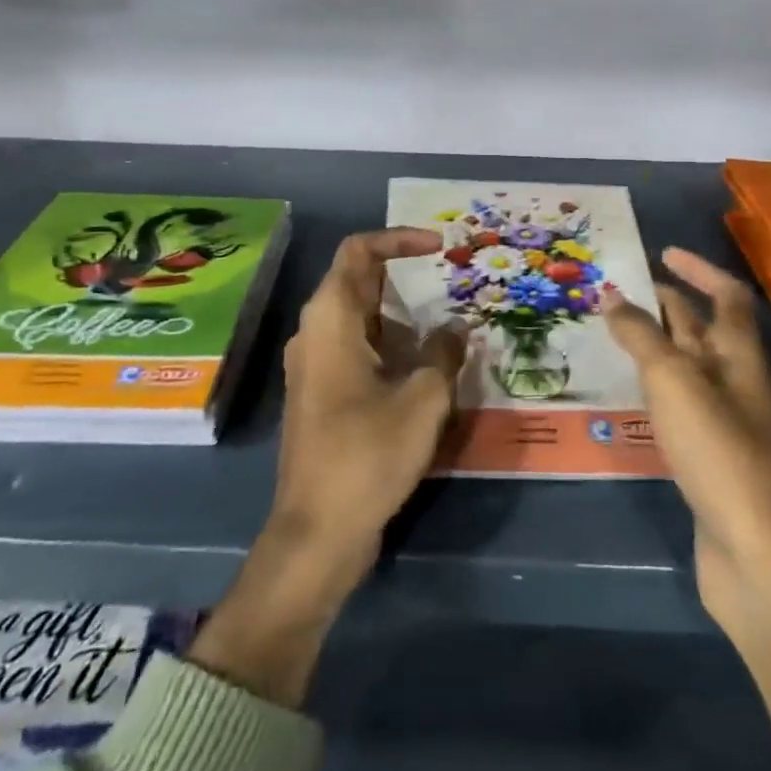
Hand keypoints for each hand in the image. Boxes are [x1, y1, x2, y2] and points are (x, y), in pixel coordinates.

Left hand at [271, 226, 466, 568]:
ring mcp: (315, 365)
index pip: (358, 251)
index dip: (398, 238)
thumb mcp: (422, 399)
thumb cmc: (368, 454)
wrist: (318, 532)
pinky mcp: (322, 394)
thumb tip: (455, 331)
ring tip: (448, 324)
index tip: (439, 247)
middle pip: (359, 282)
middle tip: (452, 282)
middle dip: (406, 276)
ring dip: (403, 315)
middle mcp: (315, 332)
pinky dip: (392, 345)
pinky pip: (358, 349)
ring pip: (361, 319)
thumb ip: (443, 354)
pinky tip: (427, 366)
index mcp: (331, 318)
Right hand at [599, 247, 770, 635]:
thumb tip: (611, 294)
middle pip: (703, 331)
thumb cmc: (719, 453)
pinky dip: (650, 390)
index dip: (699, 269)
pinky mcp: (706, 460)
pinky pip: (675, 408)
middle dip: (666, 305)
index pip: (727, 297)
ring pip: (685, 369)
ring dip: (653, 346)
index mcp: (738, 357)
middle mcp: (734, 384)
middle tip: (618, 292)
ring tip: (610, 334)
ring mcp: (722, 425)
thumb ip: (641, 336)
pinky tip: (624, 395)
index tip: (662, 253)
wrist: (757, 557)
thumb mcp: (674, 382)